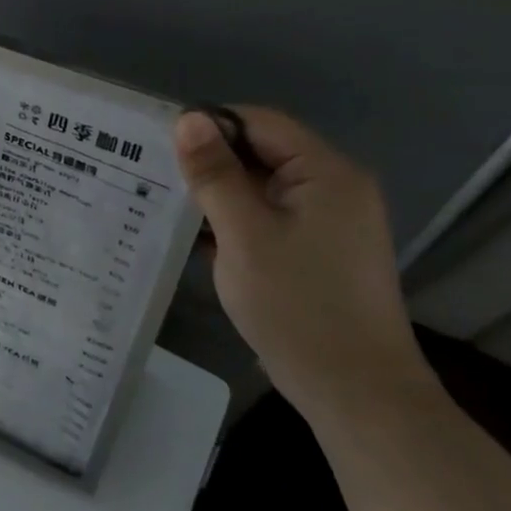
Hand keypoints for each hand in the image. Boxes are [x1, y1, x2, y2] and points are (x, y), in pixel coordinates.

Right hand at [172, 106, 428, 419]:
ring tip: (168, 207)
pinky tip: (198, 239)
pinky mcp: (319, 252)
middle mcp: (335, 188)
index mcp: (326, 172)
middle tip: (155, 177)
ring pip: (263, 189)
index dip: (210, 126)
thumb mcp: (244, 234)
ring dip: (220, 196)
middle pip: (263, 153)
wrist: (354, 391)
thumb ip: (215, 174)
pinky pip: (271, 219)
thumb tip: (189, 119)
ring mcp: (330, 223)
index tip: (161, 146)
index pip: (261, 123)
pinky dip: (237, 223)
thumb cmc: (297, 305)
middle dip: (212, 164)